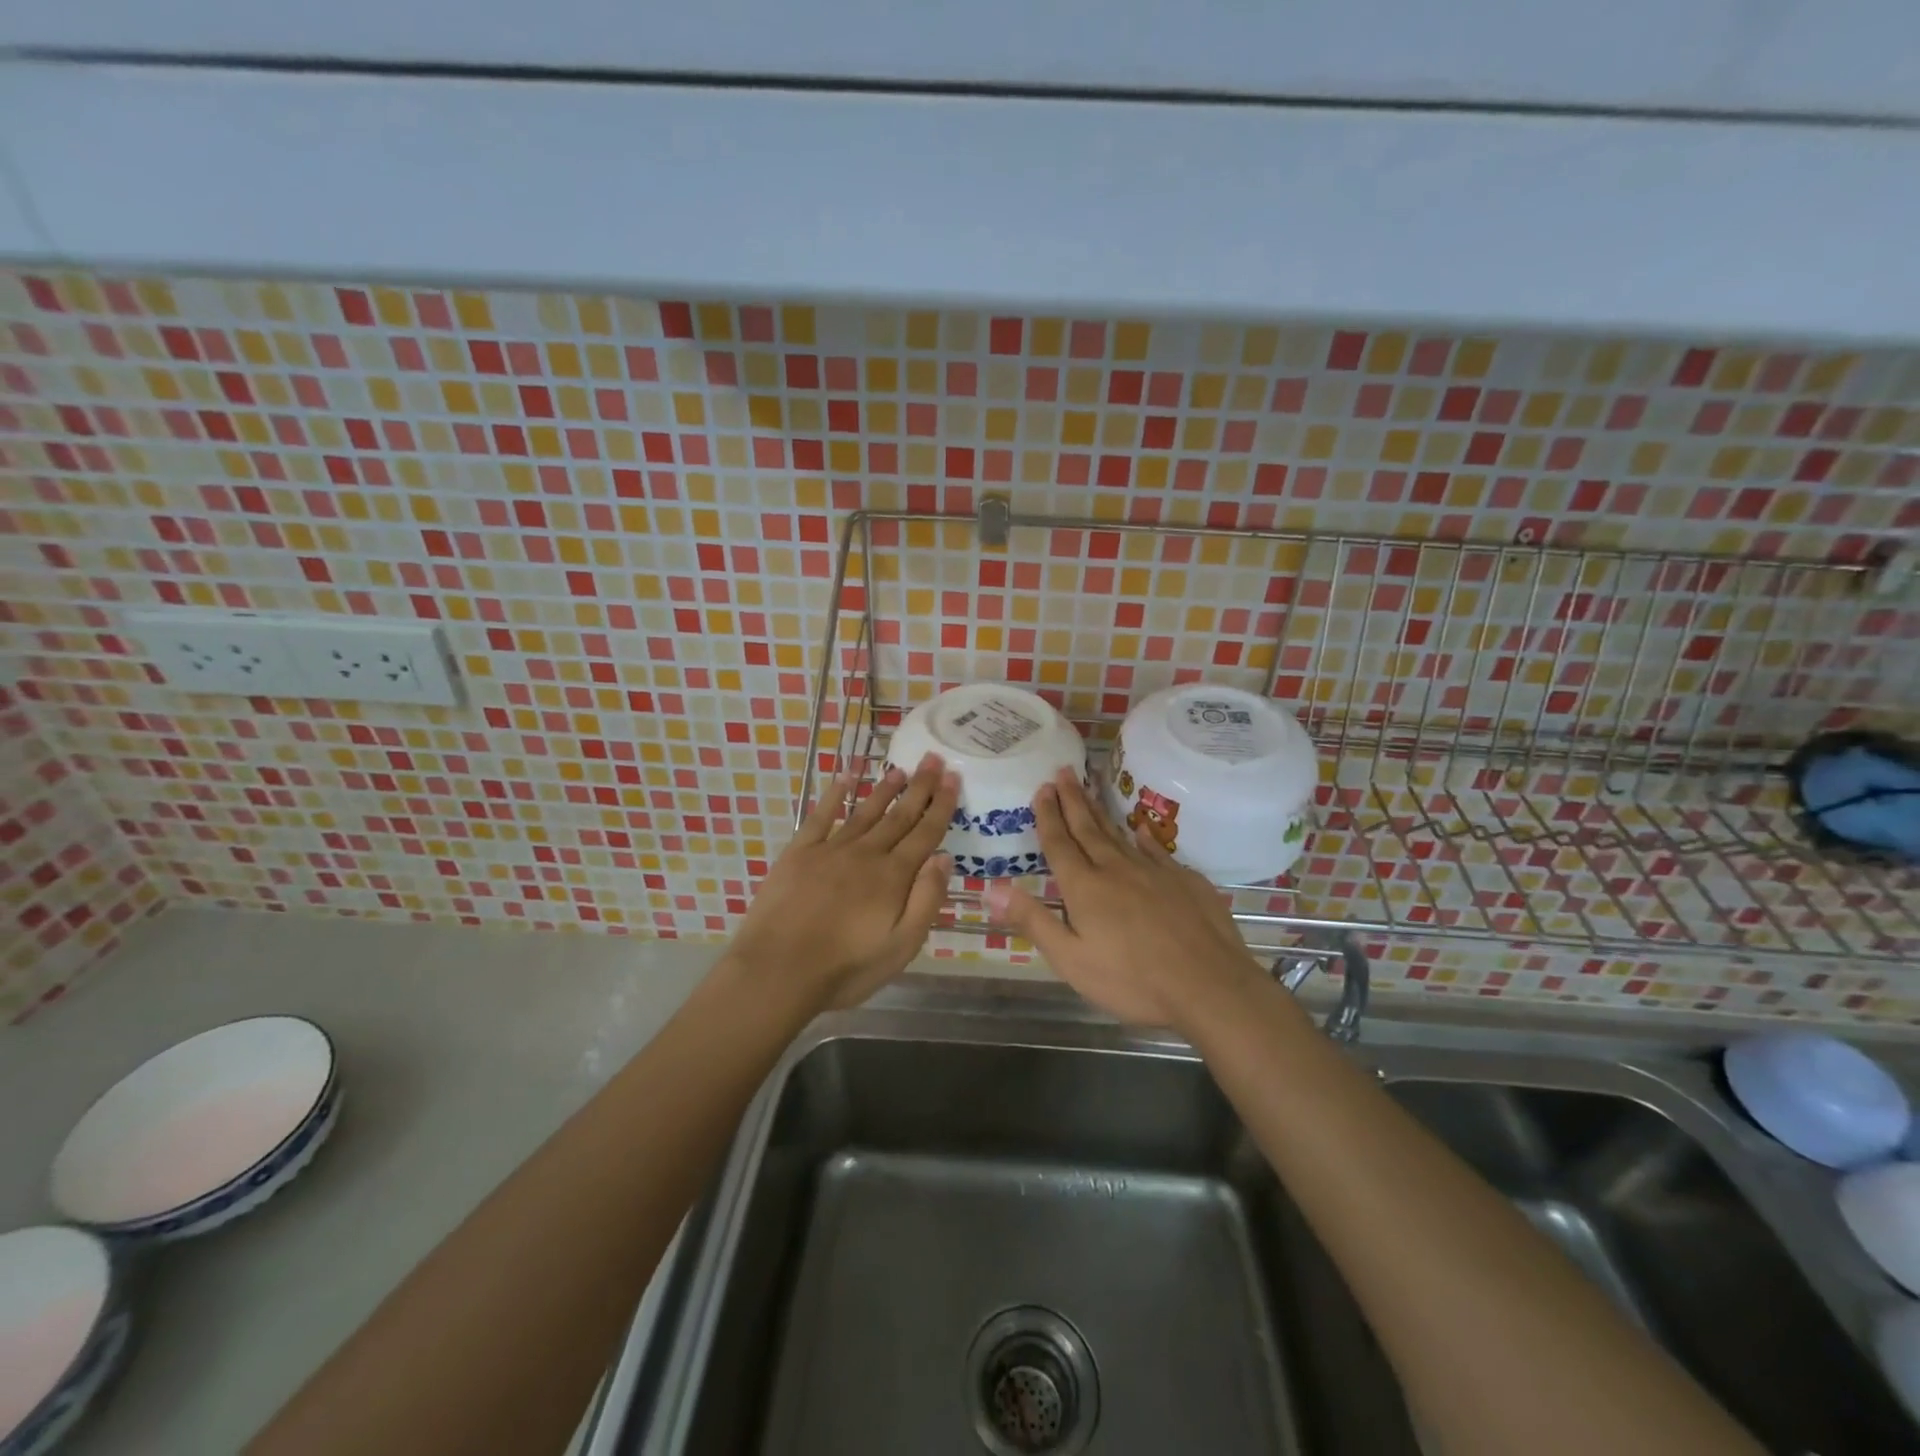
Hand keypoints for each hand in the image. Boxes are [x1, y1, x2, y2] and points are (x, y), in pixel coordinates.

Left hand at [727, 754, 958, 1011]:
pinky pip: (821, 816)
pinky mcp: (799, 853)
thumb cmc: (846, 968)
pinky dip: (834, 795)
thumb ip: (926, 900)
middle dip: (919, 787)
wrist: (778, 971)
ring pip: (865, 811)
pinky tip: (845, 777)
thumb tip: (944, 857)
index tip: (953, 777)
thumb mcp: (902, 946)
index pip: (925, 833)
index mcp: (893, 876)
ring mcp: (830, 849)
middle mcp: (866, 854)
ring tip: (900, 769)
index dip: (941, 805)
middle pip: (899, 816)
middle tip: (933, 758)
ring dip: (884, 789)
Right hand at [986, 768, 1264, 1029]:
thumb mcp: (1071, 960)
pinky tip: (1139, 829)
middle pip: (1088, 828)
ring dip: (1100, 811)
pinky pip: (1156, 850)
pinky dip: (1142, 836)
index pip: (1060, 843)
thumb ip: (1033, 921)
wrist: (1209, 985)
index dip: (1048, 816)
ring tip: (1089, 789)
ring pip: (1119, 834)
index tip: (1042, 788)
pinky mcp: (1184, 880)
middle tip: (1062, 771)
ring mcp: (1154, 871)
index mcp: (1085, 888)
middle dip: (1072, 800)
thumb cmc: (1133, 980)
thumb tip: (991, 887)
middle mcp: (1116, 869)